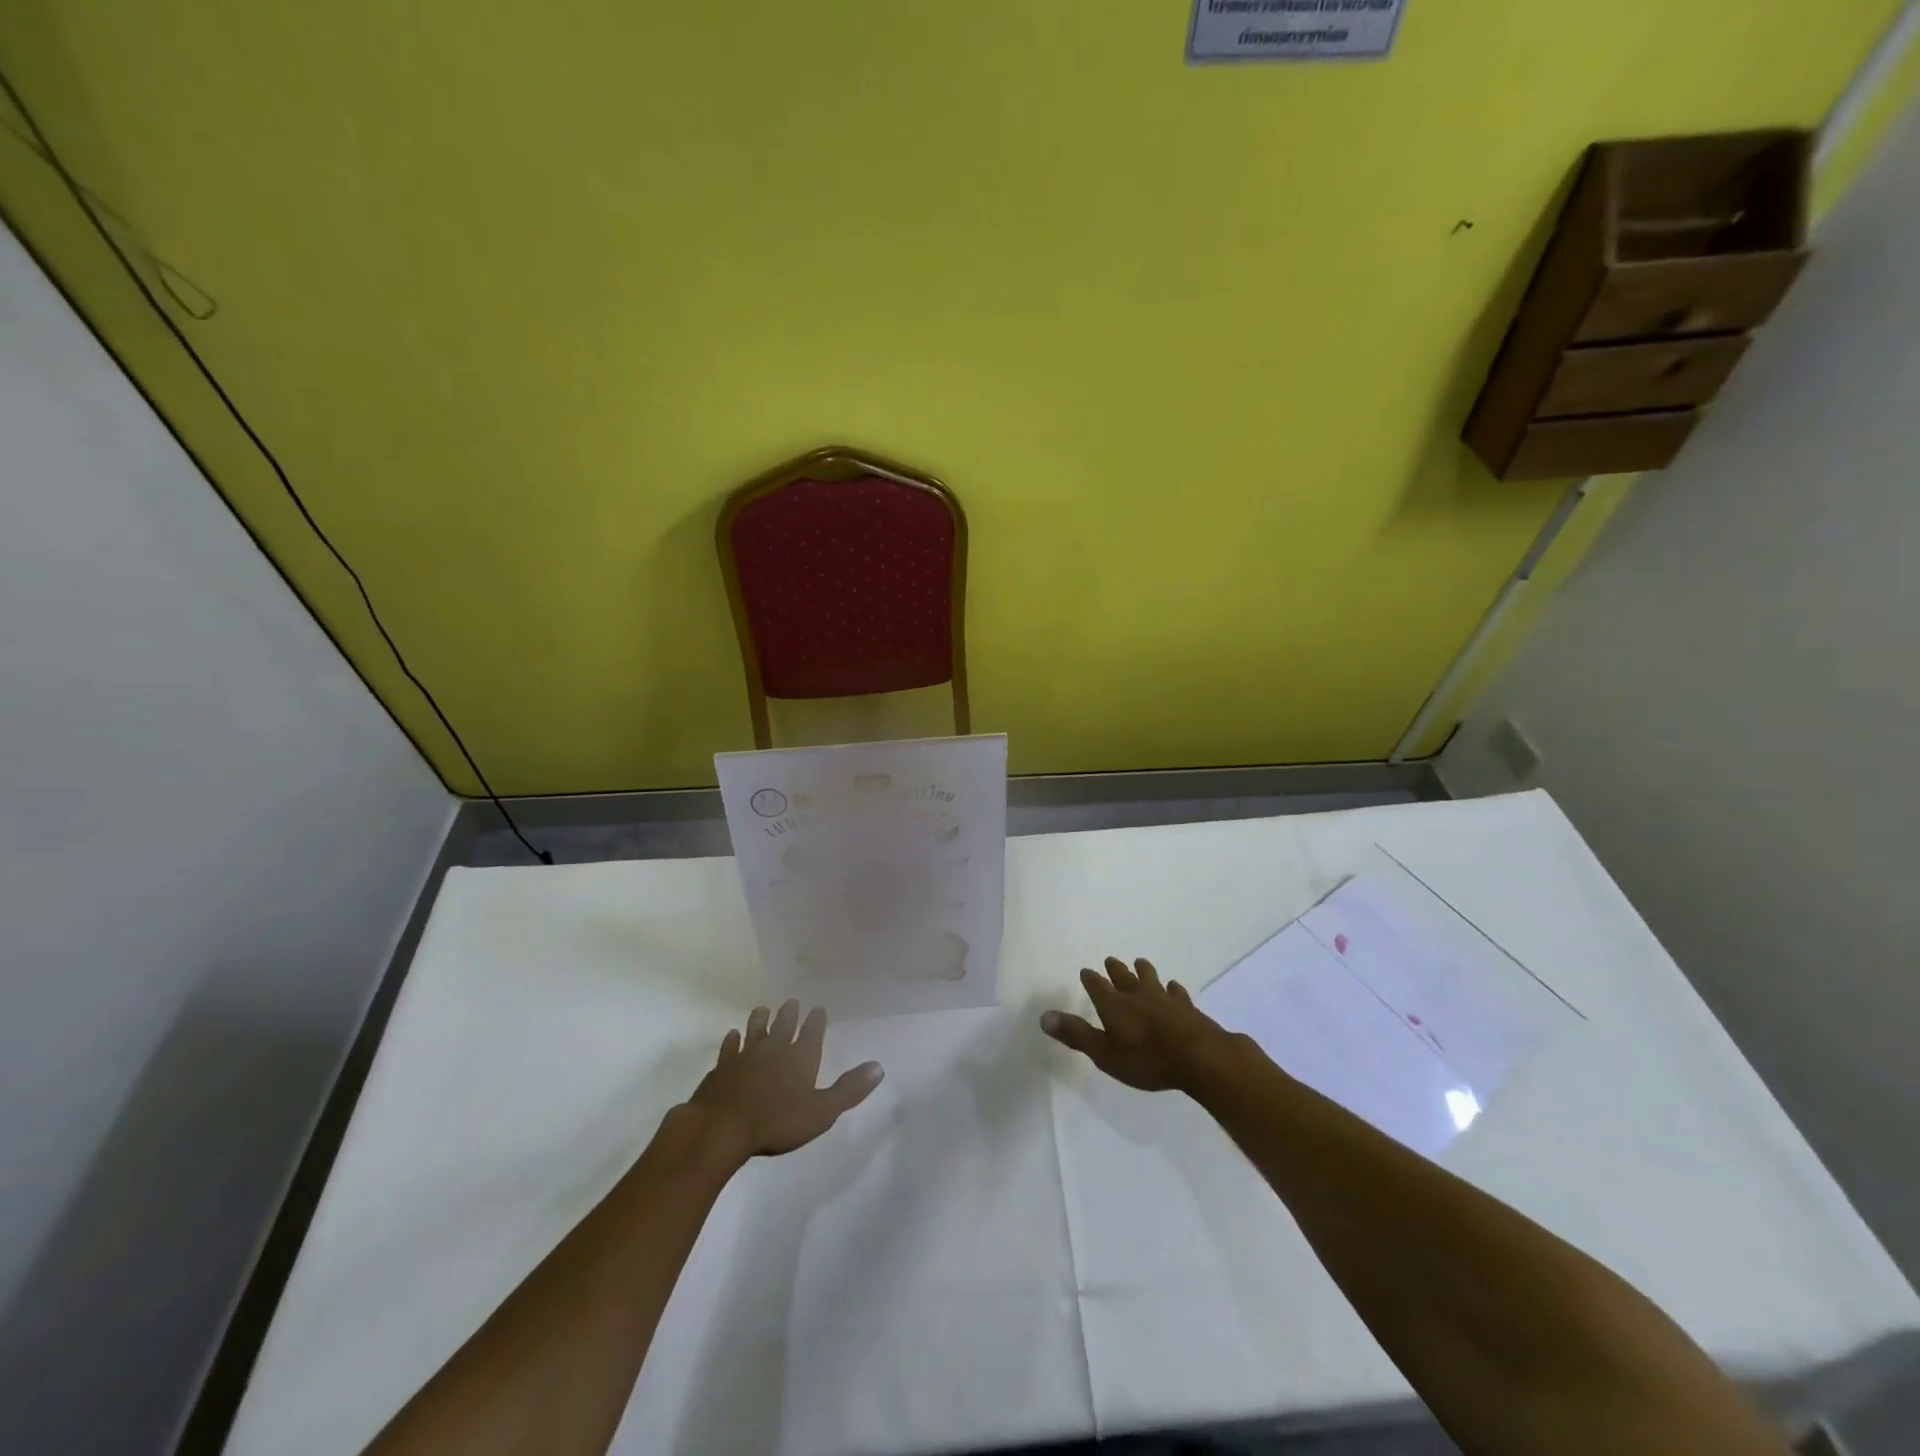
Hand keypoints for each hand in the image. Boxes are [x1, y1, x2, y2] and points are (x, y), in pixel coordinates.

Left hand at [689, 1000, 883, 1161]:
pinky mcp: (722, 1067)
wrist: (722, 1127)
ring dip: (760, 1019)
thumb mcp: (822, 1112)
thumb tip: (879, 1066)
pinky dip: (732, 1040)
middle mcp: (774, 1048)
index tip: (818, 1009)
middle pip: (783, 1025)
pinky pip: (729, 1047)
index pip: (812, 1031)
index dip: (816, 1020)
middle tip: (791, 1001)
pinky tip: (732, 1035)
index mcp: (800, 1056)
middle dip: (789, 1013)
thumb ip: (849, 1089)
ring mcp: (745, 1055)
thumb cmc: (777, 1121)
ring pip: (755, 1030)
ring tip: (762, 1009)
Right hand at [1041, 956, 1239, 1092]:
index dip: (1090, 979)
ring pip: (1150, 978)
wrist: (1198, 1057)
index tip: (1086, 971)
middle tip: (1110, 960)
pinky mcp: (1186, 1006)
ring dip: (1143, 970)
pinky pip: (1177, 992)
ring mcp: (1164, 998)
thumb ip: (1076, 1035)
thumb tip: (1043, 1016)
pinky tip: (1174, 988)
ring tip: (1140, 962)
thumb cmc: (1146, 1060)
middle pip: (1123, 976)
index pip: (1097, 986)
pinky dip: (1172, 989)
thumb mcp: (1105, 1054)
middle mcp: (1136, 995)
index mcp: (1114, 1005)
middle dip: (1115, 969)